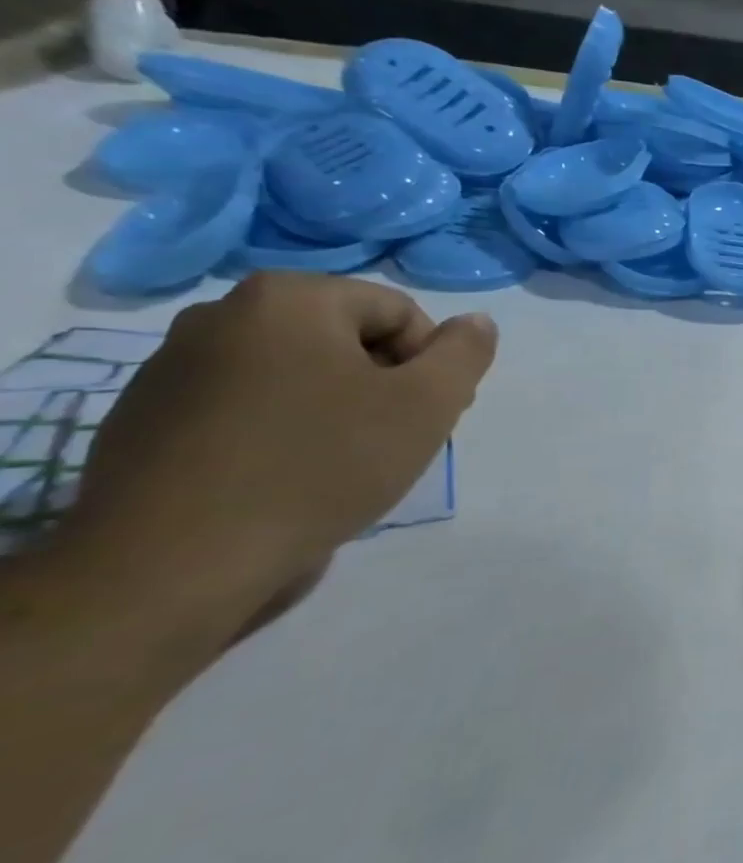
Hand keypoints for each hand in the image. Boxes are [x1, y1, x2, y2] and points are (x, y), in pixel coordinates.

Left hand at [50, 273, 496, 646]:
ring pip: (297, 375)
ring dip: (338, 409)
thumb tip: (476, 322)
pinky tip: (287, 479)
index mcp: (288, 299)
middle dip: (385, 384)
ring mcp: (172, 368)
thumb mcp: (428, 404)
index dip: (431, 364)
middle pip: (346, 339)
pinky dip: (282, 431)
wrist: (176, 564)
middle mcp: (221, 315)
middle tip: (395, 441)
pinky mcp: (146, 420)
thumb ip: (465, 352)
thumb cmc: (321, 465)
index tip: (428, 417)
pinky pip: (246, 408)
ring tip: (344, 465)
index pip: (399, 313)